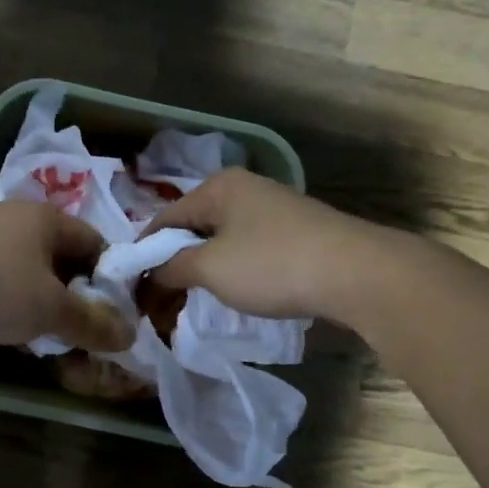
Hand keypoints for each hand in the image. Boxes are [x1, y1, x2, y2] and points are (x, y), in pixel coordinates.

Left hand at [0, 202, 135, 350]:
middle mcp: (18, 219)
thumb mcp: (52, 309)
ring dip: (43, 302)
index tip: (115, 312)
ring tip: (48, 335)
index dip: (111, 278)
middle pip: (62, 259)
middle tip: (83, 329)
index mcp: (48, 218)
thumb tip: (129, 335)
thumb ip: (92, 323)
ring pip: (31, 272)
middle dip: (75, 295)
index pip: (95, 243)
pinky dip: (13, 303)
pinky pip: (2, 281)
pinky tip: (11, 329)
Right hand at [144, 169, 375, 320]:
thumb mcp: (211, 269)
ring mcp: (274, 209)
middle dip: (175, 262)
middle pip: (194, 227)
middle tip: (160, 299)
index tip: (132, 285)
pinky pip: (249, 248)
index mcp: (219, 187)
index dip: (145, 252)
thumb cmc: (272, 265)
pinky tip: (235, 292)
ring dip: (204, 269)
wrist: (356, 273)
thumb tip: (154, 271)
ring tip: (193, 300)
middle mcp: (245, 189)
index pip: (165, 218)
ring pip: (222, 239)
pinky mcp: (296, 231)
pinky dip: (233, 270)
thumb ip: (173, 267)